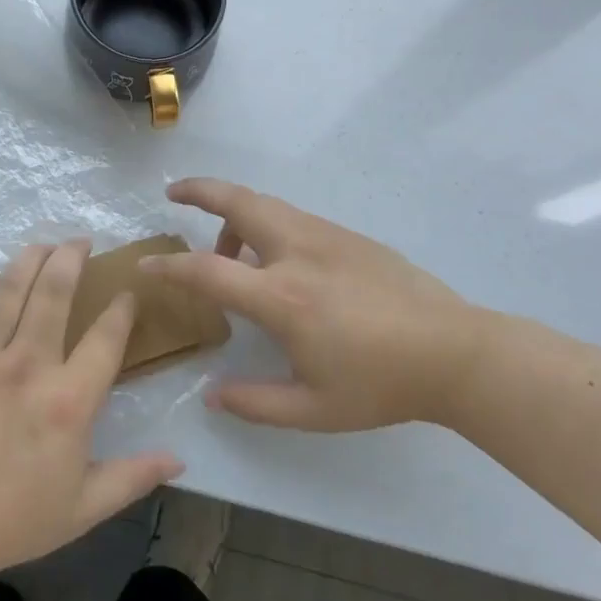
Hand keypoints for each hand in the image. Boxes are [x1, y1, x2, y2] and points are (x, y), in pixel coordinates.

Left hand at [0, 242, 182, 592]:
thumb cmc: (9, 521)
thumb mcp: (83, 508)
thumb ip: (133, 478)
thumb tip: (180, 460)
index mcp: (69, 401)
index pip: (107, 336)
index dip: (122, 308)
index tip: (126, 294)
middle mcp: (29, 364)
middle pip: (57, 289)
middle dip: (73, 256)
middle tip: (81, 242)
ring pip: (11, 285)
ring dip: (31, 256)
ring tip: (44, 245)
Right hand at [142, 179, 492, 430]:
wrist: (455, 353)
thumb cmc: (381, 385)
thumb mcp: (314, 410)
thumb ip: (256, 402)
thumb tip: (212, 394)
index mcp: (282, 298)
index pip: (208, 270)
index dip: (169, 267)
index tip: (145, 266)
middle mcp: (296, 253)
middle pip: (237, 202)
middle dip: (198, 190)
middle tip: (173, 194)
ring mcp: (324, 236)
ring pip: (264, 204)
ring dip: (232, 214)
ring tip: (225, 249)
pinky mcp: (346, 234)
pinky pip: (290, 217)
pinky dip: (264, 225)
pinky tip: (273, 260)